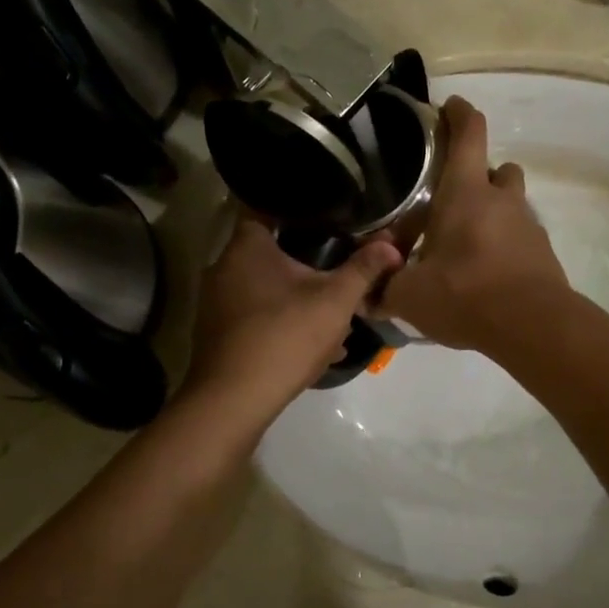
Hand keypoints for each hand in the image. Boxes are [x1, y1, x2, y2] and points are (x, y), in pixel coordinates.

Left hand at [181, 217, 401, 428]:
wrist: (234, 400)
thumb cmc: (284, 337)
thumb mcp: (335, 301)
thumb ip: (363, 269)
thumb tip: (391, 244)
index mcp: (246, 247)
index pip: (265, 206)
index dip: (298, 209)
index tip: (326, 217)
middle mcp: (224, 268)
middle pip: (271, 253)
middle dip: (306, 264)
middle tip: (338, 270)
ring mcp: (217, 303)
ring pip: (267, 289)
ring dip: (299, 300)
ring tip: (333, 315)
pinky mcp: (219, 333)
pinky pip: (258, 317)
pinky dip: (284, 324)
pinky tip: (314, 346)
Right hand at [379, 97, 570, 352]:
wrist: (533, 327)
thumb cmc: (465, 294)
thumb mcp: (411, 296)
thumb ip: (384, 290)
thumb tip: (363, 296)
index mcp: (466, 193)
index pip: (469, 133)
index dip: (459, 113)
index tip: (449, 106)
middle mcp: (501, 200)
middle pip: (496, 168)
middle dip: (478, 174)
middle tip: (451, 198)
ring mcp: (528, 226)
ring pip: (512, 202)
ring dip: (494, 209)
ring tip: (467, 240)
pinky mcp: (543, 254)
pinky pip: (521, 236)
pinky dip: (504, 243)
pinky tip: (486, 272)